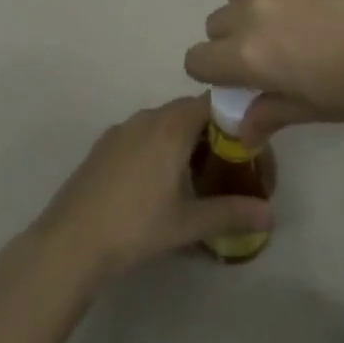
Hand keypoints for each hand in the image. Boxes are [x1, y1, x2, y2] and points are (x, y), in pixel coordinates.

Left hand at [29, 96, 271, 285]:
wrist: (72, 239)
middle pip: (187, 111)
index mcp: (171, 126)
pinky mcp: (105, 144)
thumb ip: (231, 213)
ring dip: (182, 139)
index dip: (232, 116)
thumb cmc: (136, 226)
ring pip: (163, 122)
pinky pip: (142, 133)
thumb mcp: (188, 223)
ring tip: (195, 176)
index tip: (248, 143)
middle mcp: (148, 116)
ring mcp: (122, 128)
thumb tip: (271, 215)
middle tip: (228, 164)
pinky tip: (157, 183)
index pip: (211, 102)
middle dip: (209, 131)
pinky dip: (157, 146)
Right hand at [184, 0, 343, 139]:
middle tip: (269, 56)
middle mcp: (252, 11)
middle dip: (230, 41)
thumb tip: (240, 128)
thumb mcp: (314, 110)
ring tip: (288, 24)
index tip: (237, 82)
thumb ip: (268, 112)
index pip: (198, 59)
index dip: (212, 73)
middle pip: (216, 23)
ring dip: (250, 9)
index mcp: (248, 54)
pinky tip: (313, 2)